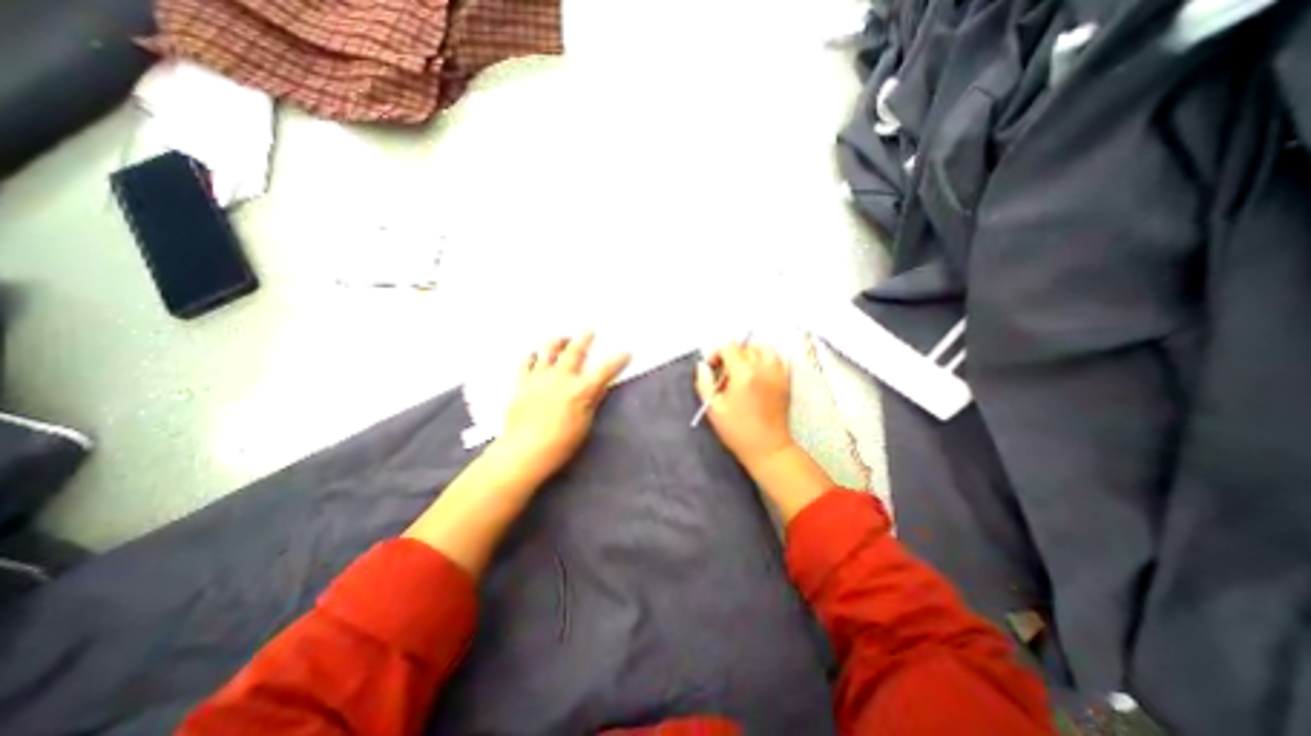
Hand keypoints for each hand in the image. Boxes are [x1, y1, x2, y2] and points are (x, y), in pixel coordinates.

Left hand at [495, 334, 630, 481]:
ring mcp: (540, 377)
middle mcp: (561, 378)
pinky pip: (526, 362)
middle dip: (584, 338)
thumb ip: (591, 401)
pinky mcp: (522, 382)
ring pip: (549, 350)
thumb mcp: (584, 424)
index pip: (605, 370)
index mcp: (581, 390)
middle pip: (575, 351)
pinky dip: (532, 356)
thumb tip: (599, 387)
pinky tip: (534, 355)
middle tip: (588, 329)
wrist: (525, 450)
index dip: (617, 360)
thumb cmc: (561, 443)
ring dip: (557, 341)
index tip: (626, 351)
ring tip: (562, 338)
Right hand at [690, 341, 793, 466]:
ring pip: (764, 349)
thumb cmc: (738, 431)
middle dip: (733, 355)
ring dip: (751, 354)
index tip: (713, 367)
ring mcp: (778, 373)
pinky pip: (777, 359)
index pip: (729, 347)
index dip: (717, 353)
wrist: (768, 448)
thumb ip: (704, 383)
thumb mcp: (713, 408)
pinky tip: (758, 374)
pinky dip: (767, 360)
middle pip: (746, 347)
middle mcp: (763, 368)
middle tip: (726, 374)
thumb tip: (702, 366)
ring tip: (743, 370)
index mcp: (743, 374)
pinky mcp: (786, 381)